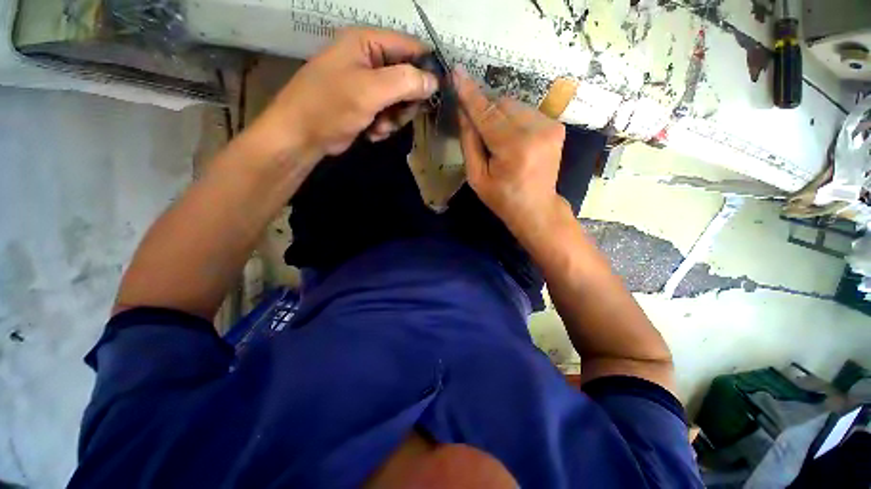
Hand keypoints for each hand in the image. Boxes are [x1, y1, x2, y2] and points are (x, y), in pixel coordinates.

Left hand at [257, 28, 438, 160]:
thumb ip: (405, 82)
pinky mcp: (366, 105)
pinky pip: (389, 114)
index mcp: (367, 42)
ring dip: (394, 118)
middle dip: (405, 102)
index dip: (427, 68)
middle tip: (398, 116)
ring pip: (400, 100)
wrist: (302, 136)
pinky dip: (384, 125)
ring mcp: (367, 84)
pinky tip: (372, 131)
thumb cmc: (330, 106)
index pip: (410, 47)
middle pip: (408, 77)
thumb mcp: (369, 91)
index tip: (438, 91)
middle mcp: (369, 59)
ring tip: (379, 126)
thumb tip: (434, 81)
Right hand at [453, 67, 567, 238]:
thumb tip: (463, 112)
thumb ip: (469, 143)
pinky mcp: (557, 126)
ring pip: (514, 105)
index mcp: (513, 148)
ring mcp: (550, 126)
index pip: (486, 113)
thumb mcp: (476, 177)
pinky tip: (513, 140)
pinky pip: (526, 111)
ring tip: (499, 141)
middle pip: (502, 104)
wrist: (537, 208)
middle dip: (486, 111)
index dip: (470, 94)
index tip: (456, 72)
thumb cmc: (502, 197)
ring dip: (500, 116)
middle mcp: (536, 131)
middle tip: (480, 132)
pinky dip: (514, 120)